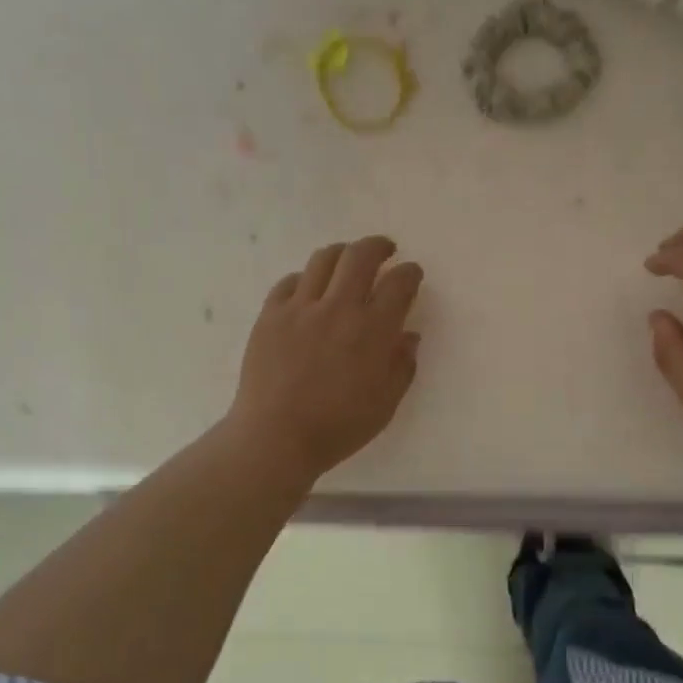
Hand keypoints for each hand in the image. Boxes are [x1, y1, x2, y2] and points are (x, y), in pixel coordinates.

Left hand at [226, 235, 423, 481]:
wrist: (276, 436)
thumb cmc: (338, 427)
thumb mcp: (385, 404)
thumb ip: (402, 366)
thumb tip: (408, 336)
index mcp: (373, 330)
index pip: (399, 284)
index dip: (410, 273)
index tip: (412, 274)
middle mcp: (338, 308)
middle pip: (361, 256)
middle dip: (378, 246)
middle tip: (385, 250)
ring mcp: (300, 307)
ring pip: (323, 259)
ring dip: (342, 253)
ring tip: (348, 260)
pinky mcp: (270, 315)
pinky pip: (290, 281)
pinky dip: (306, 278)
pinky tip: (310, 288)